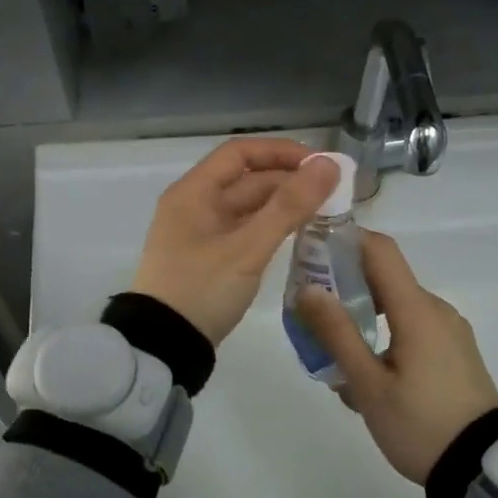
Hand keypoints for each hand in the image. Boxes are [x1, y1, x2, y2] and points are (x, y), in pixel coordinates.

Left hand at [131, 137, 339, 345]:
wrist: (163, 345)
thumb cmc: (202, 289)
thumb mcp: (248, 248)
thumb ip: (289, 206)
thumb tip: (328, 165)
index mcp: (194, 192)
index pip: (241, 153)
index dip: (281, 152)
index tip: (320, 165)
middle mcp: (194, 205)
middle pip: (246, 180)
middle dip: (289, 182)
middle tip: (334, 194)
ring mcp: (200, 234)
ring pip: (247, 207)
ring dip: (282, 206)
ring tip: (324, 213)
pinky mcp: (208, 259)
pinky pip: (244, 231)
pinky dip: (270, 228)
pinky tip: (297, 236)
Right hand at [295, 231, 497, 484]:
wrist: (481, 468)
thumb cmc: (420, 425)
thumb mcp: (369, 385)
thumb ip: (337, 333)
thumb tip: (309, 288)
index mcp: (417, 310)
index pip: (380, 250)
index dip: (345, 240)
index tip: (313, 252)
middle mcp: (436, 310)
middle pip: (385, 279)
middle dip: (345, 289)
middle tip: (310, 316)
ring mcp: (449, 331)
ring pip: (397, 309)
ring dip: (364, 321)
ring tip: (336, 359)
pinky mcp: (455, 351)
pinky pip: (413, 330)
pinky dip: (385, 338)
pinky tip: (368, 376)